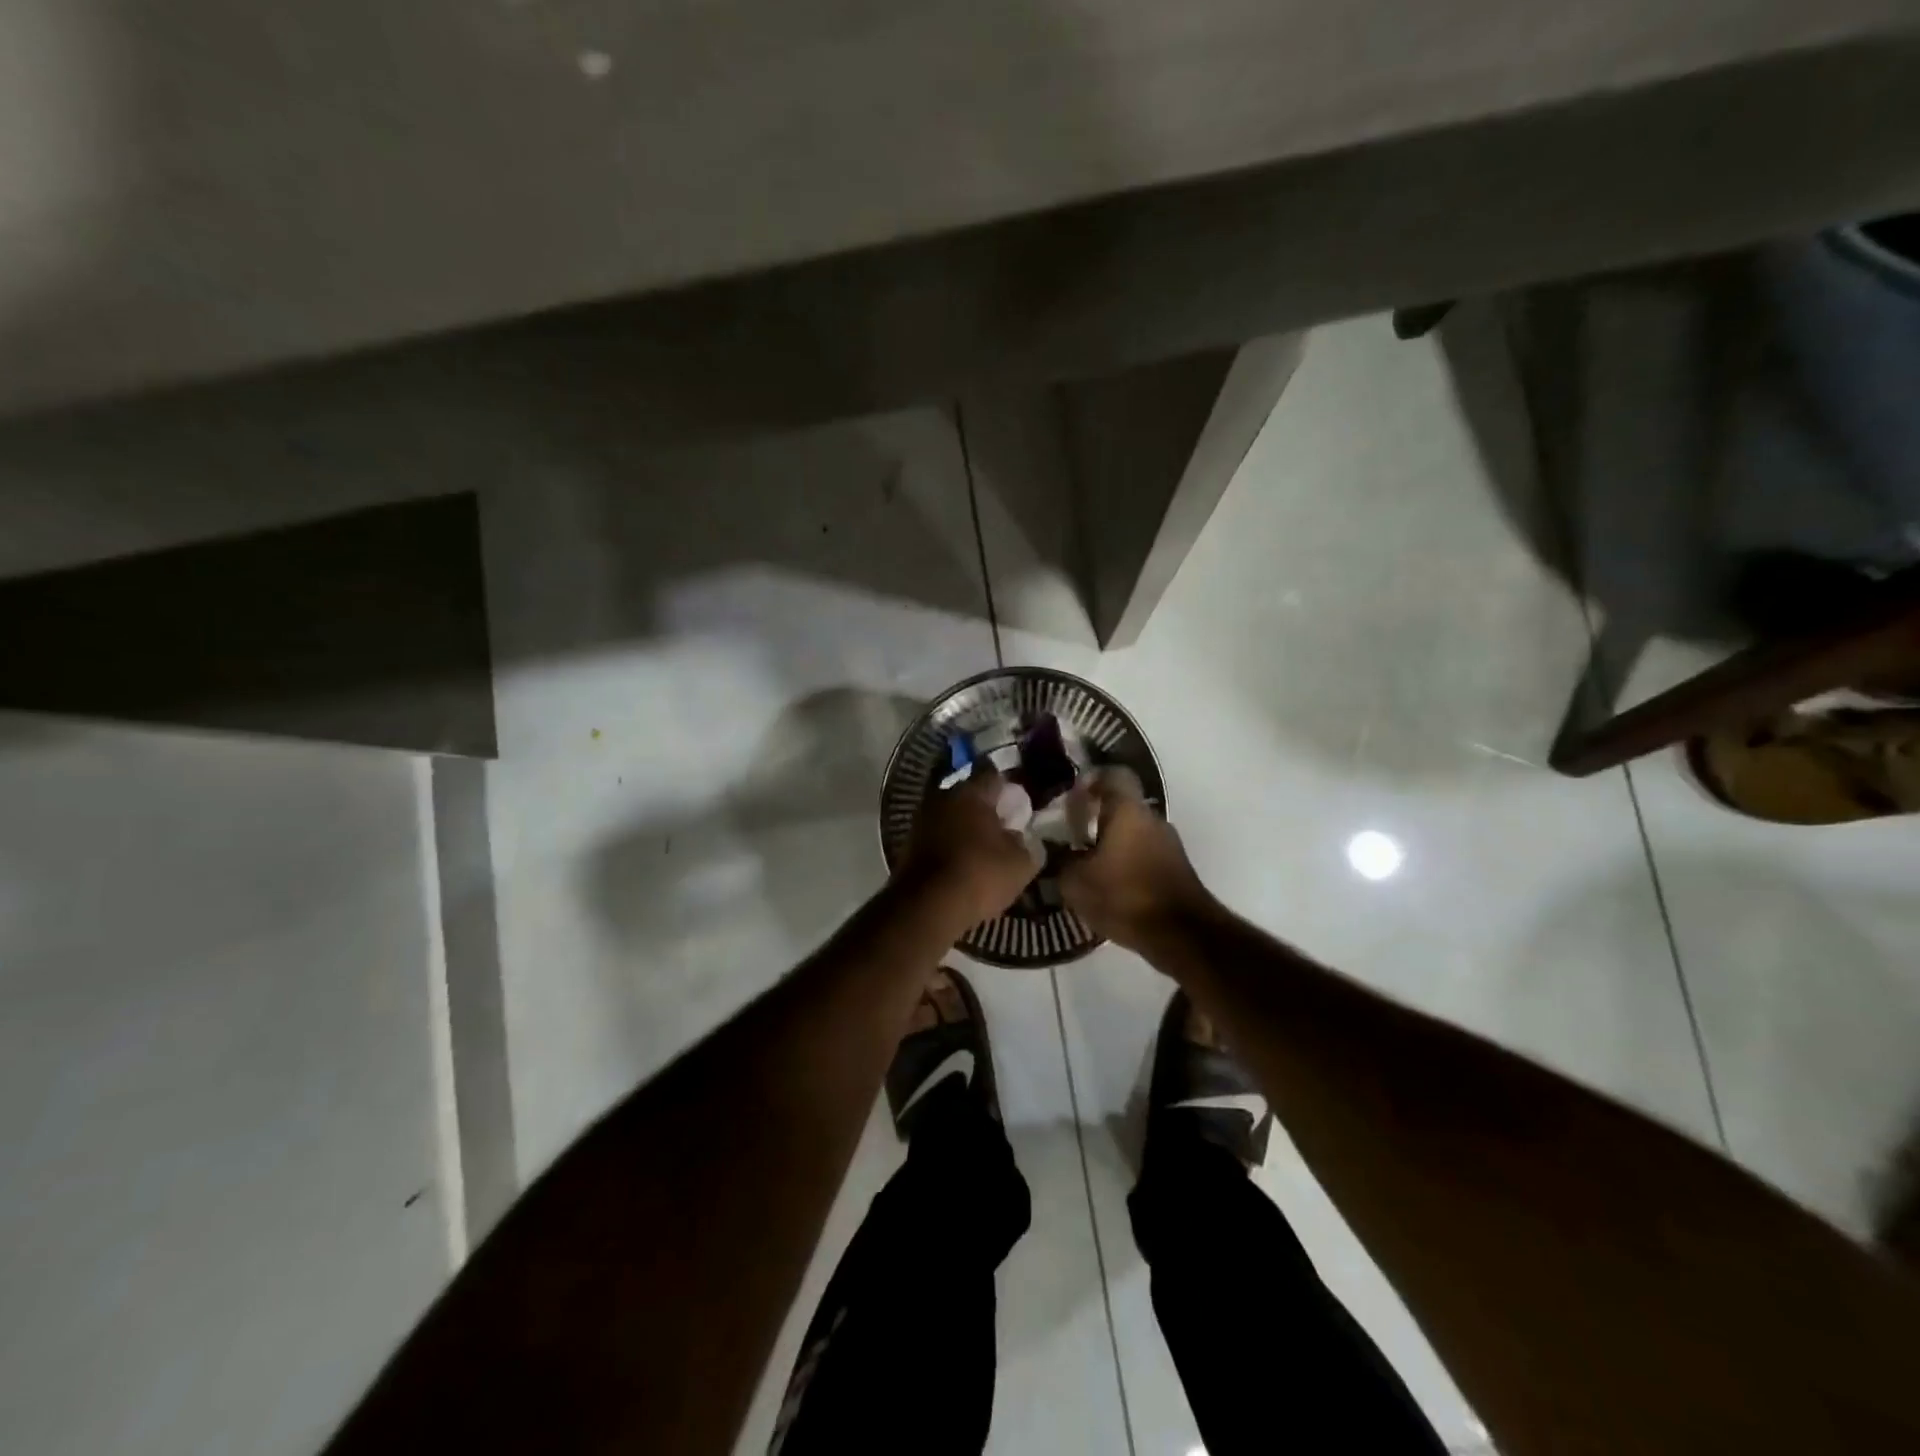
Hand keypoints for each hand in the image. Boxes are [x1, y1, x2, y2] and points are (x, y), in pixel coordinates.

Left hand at [899, 764, 1042, 929]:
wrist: (926, 906)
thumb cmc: (980, 874)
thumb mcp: (1021, 863)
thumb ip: (1026, 844)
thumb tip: (1019, 837)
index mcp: (971, 793)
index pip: (994, 776)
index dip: (1009, 789)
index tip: (1019, 805)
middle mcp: (942, 797)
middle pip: (969, 796)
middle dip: (985, 809)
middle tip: (1002, 829)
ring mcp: (921, 820)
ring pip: (950, 816)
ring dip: (964, 829)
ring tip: (982, 850)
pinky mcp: (908, 844)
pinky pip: (936, 837)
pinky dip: (949, 846)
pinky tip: (961, 865)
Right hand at [1059, 768, 1213, 951]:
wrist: (1182, 936)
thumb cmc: (1125, 897)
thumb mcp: (1076, 883)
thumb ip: (1060, 861)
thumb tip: (1053, 851)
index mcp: (1128, 811)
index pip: (1112, 775)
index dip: (1089, 780)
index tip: (1070, 795)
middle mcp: (1152, 819)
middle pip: (1121, 806)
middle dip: (1096, 817)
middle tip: (1069, 833)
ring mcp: (1169, 844)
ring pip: (1133, 832)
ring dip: (1112, 843)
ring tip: (1086, 864)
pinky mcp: (1176, 868)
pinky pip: (1145, 855)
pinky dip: (1126, 863)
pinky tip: (1109, 885)